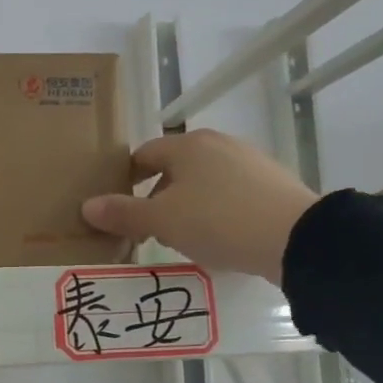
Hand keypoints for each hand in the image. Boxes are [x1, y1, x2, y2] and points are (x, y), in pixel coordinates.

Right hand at [80, 130, 319, 284]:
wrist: (295, 237)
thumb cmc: (217, 221)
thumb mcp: (162, 221)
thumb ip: (123, 213)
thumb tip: (87, 206)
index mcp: (187, 145)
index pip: (144, 155)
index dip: (126, 180)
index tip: (119, 209)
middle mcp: (218, 144)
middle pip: (174, 168)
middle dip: (157, 198)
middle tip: (149, 231)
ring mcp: (249, 161)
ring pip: (203, 182)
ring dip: (186, 206)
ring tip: (183, 239)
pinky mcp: (272, 184)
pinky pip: (230, 195)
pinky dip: (216, 212)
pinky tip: (219, 238)